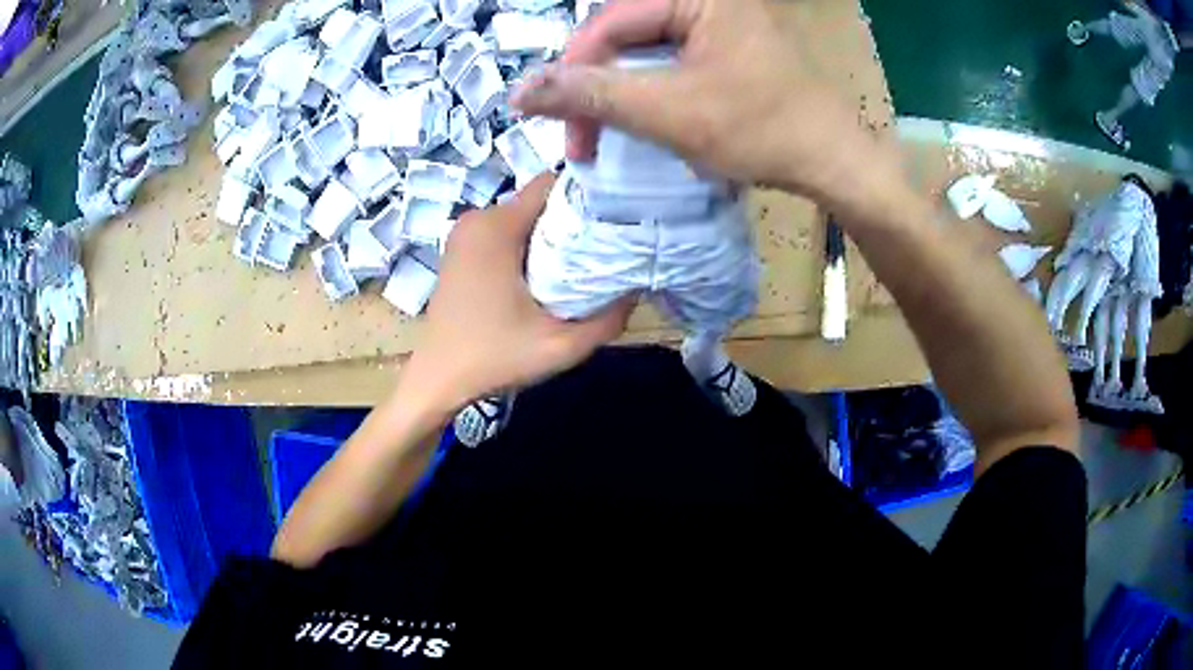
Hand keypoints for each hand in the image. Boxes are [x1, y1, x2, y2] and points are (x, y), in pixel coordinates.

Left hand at [398, 174, 634, 415]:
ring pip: (524, 217)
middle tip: (606, 247)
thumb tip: (636, 288)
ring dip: (553, 234)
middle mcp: (478, 218)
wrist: (437, 380)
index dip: (589, 194)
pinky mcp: (462, 249)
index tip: (617, 215)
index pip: (553, 183)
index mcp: (496, 227)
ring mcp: (465, 233)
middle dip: (574, 218)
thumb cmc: (493, 359)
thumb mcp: (561, 347)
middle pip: (540, 200)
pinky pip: (506, 232)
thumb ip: (609, 319)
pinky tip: (547, 275)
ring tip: (581, 264)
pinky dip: (530, 245)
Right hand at [510, 0, 890, 201]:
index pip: (610, 23)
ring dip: (619, 93)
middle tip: (583, 138)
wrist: (834, 161)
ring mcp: (718, 22)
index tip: (555, 122)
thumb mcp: (670, 112)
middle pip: (624, 35)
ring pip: (643, 50)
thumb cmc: (762, 130)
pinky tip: (645, 118)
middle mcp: (705, 0)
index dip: (575, 70)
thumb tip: (520, 92)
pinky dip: (649, 91)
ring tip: (606, 135)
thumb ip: (593, 95)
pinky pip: (669, 60)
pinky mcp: (726, 45)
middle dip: (597, 87)